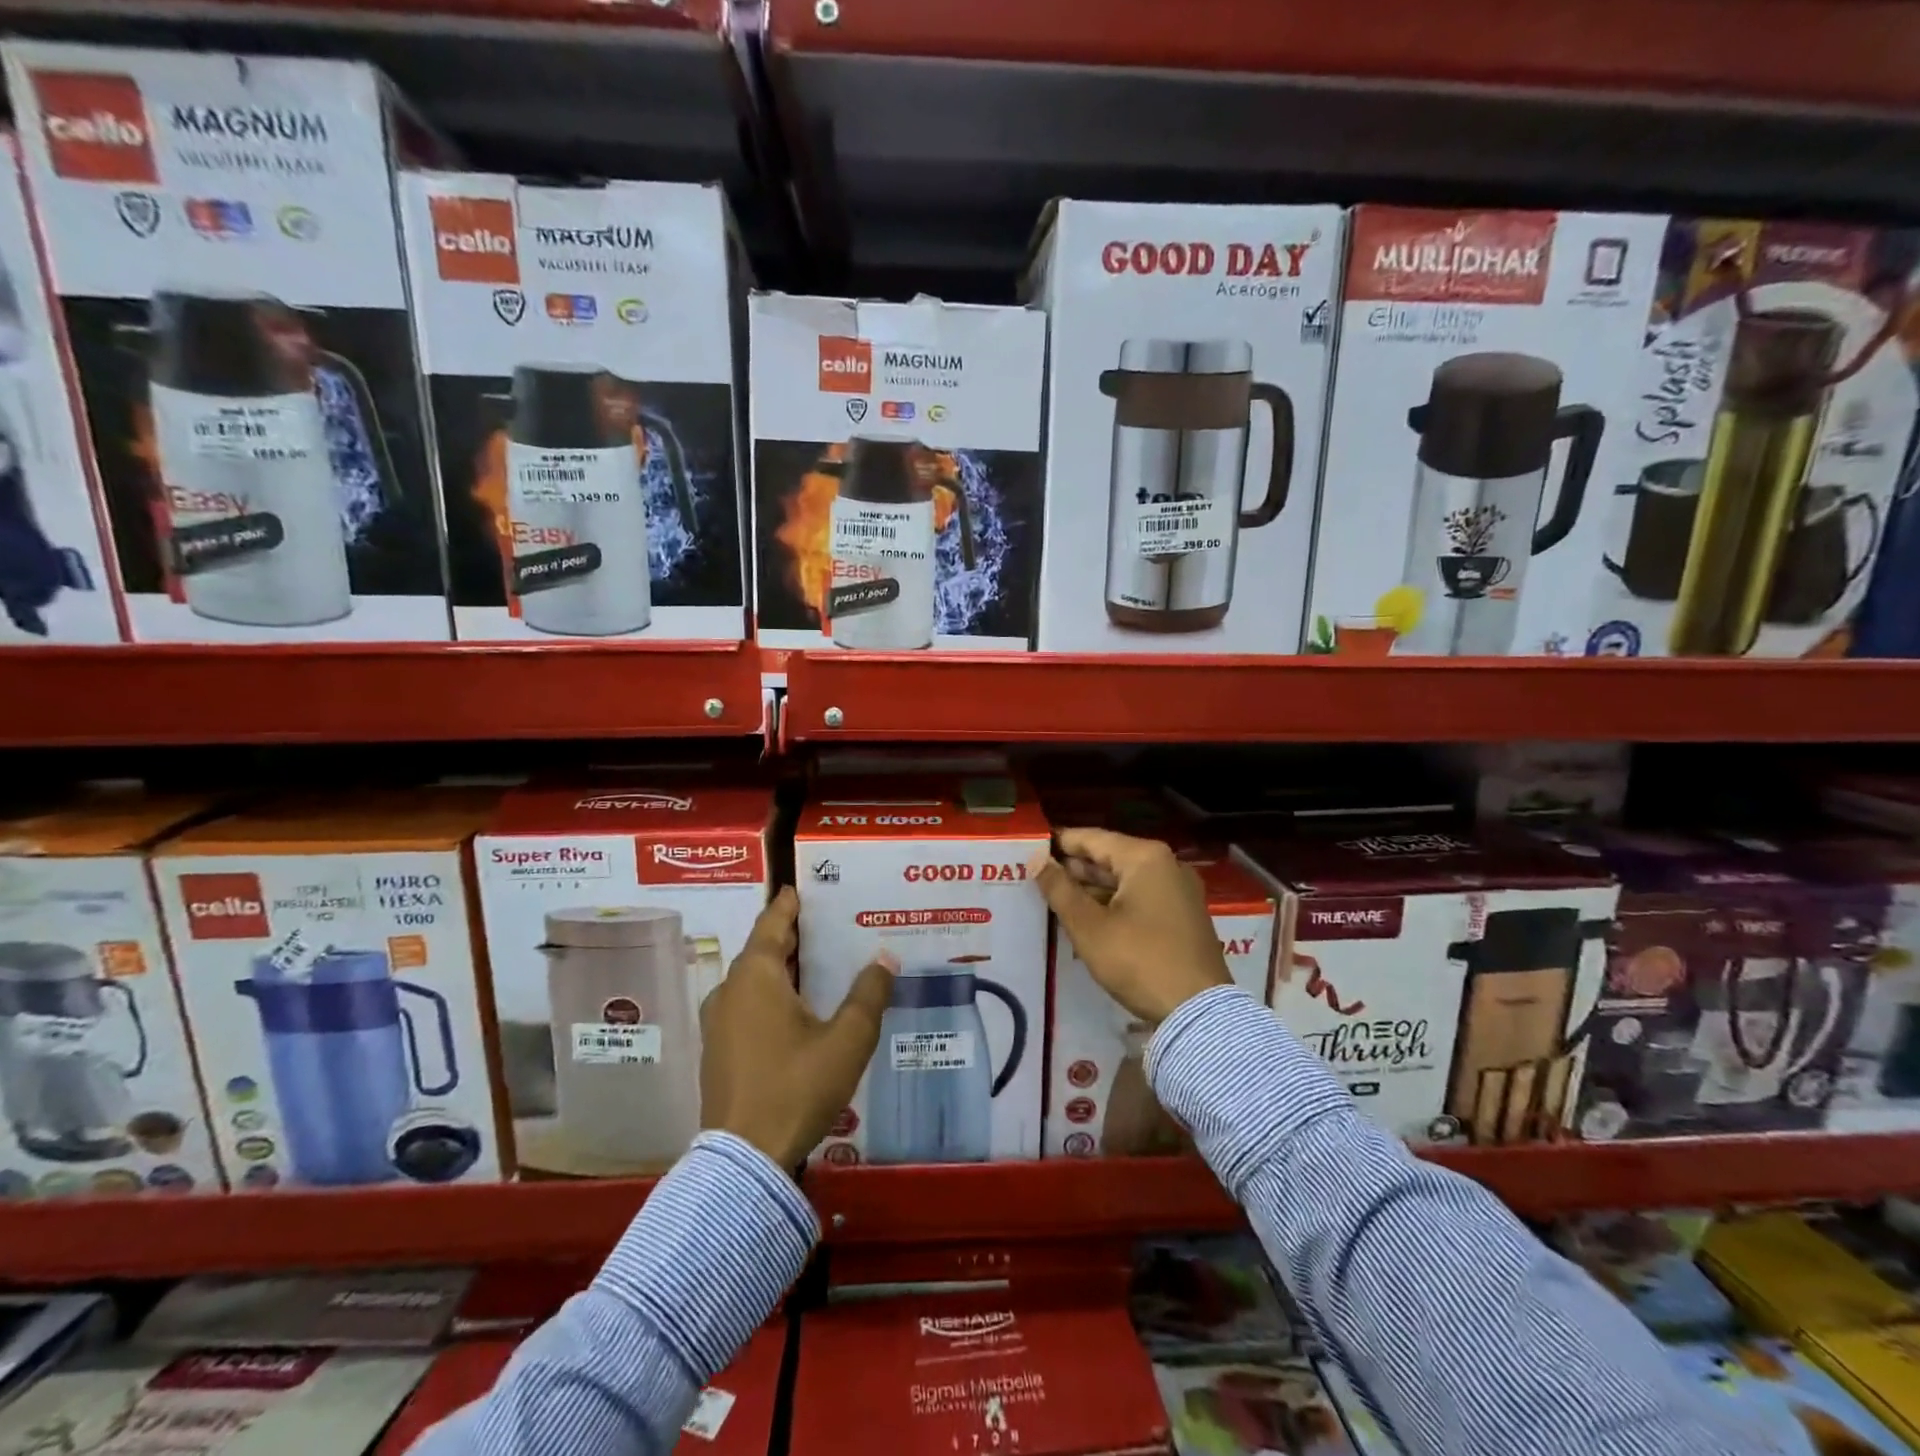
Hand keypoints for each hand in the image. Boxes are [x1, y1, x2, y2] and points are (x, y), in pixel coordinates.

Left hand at [700, 887, 896, 1169]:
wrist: (745, 1160)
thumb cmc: (796, 1086)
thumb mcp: (847, 1040)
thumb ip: (869, 994)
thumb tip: (885, 956)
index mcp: (756, 976)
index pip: (773, 922)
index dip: (789, 903)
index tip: (804, 888)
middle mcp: (730, 990)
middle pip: (762, 949)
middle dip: (792, 935)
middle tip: (826, 924)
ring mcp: (719, 1022)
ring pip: (753, 979)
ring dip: (781, 967)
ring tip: (816, 964)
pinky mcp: (718, 1051)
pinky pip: (746, 1005)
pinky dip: (770, 994)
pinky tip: (795, 1009)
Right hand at [1029, 829, 1229, 1023]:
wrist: (1199, 1012)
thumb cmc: (1139, 961)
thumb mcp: (1089, 926)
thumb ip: (1060, 889)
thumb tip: (1037, 860)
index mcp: (1145, 857)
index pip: (1092, 838)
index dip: (1058, 844)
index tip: (1029, 850)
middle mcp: (1167, 865)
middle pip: (1110, 857)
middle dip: (1074, 868)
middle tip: (1037, 878)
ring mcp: (1179, 890)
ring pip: (1125, 879)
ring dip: (1092, 889)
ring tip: (1056, 898)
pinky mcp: (1183, 915)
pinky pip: (1141, 897)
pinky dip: (1114, 902)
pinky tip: (1088, 917)